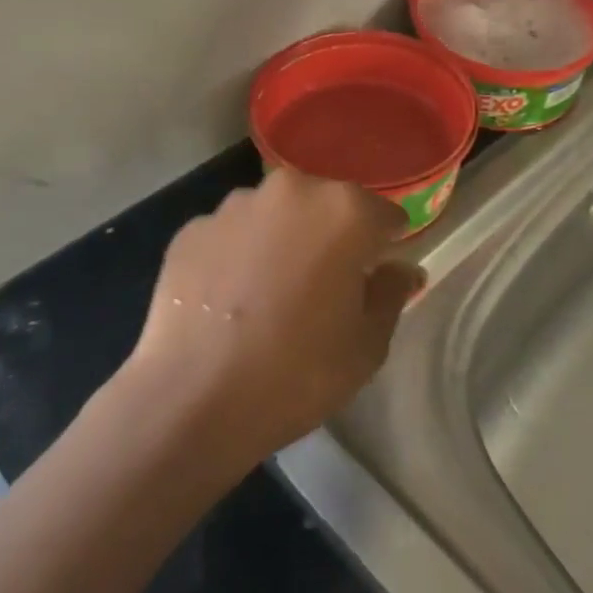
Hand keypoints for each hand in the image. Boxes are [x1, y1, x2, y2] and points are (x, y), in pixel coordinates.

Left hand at [128, 169, 422, 463]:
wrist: (191, 401)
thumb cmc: (297, 373)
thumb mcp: (367, 345)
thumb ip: (392, 293)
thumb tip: (401, 269)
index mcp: (345, 210)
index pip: (384, 216)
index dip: (383, 248)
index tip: (372, 279)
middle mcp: (292, 191)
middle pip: (327, 206)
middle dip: (331, 237)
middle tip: (321, 289)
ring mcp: (236, 206)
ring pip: (276, 216)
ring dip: (282, 240)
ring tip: (268, 295)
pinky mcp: (192, 229)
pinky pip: (231, 234)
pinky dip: (237, 255)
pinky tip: (228, 300)